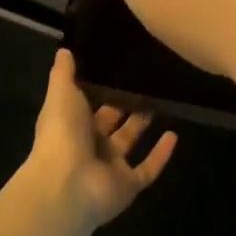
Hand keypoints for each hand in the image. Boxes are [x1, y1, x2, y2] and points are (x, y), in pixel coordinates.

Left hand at [27, 49, 176, 228]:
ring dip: (142, 126)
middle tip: (144, 83)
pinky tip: (174, 135)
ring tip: (161, 103)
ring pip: (129, 143)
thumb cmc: (62, 134)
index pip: (86, 104)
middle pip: (109, 123)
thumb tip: (64, 50)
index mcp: (71, 124)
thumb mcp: (61, 94)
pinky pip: (148, 168)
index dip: (99, 89)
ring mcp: (109, 167)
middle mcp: (89, 145)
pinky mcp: (128, 185)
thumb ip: (64, 73)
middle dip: (123, 106)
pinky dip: (161, 154)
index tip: (117, 70)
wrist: (67, 185)